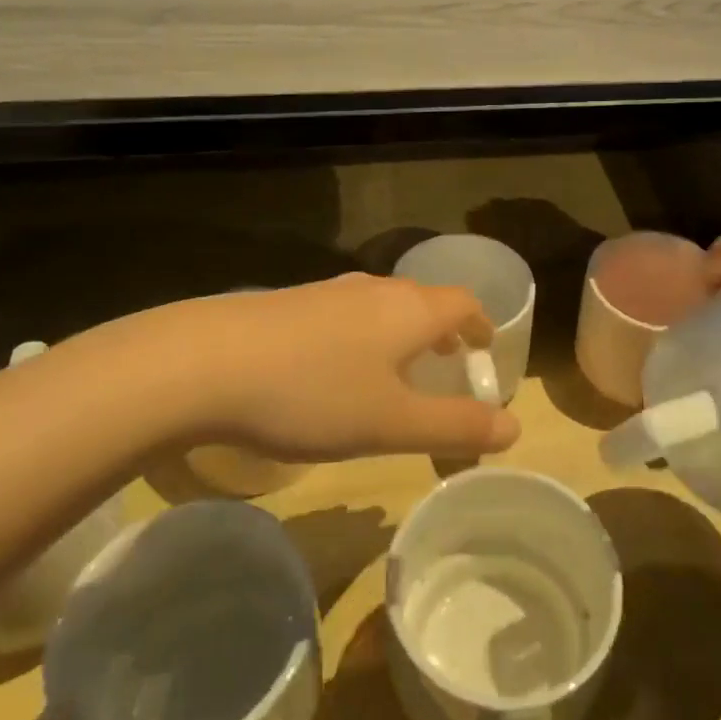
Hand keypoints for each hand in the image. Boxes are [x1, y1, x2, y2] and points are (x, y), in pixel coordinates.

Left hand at [76, 273, 518, 462]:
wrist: (205, 362)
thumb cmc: (314, 394)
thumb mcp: (393, 423)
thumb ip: (456, 427)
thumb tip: (514, 429)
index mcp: (410, 310)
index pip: (463, 303)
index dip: (482, 326)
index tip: (485, 353)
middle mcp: (375, 290)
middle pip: (424, 302)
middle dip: (443, 333)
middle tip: (447, 367)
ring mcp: (329, 292)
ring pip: (383, 307)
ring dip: (401, 335)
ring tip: (396, 373)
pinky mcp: (291, 304)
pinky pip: (347, 315)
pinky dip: (363, 338)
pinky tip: (336, 373)